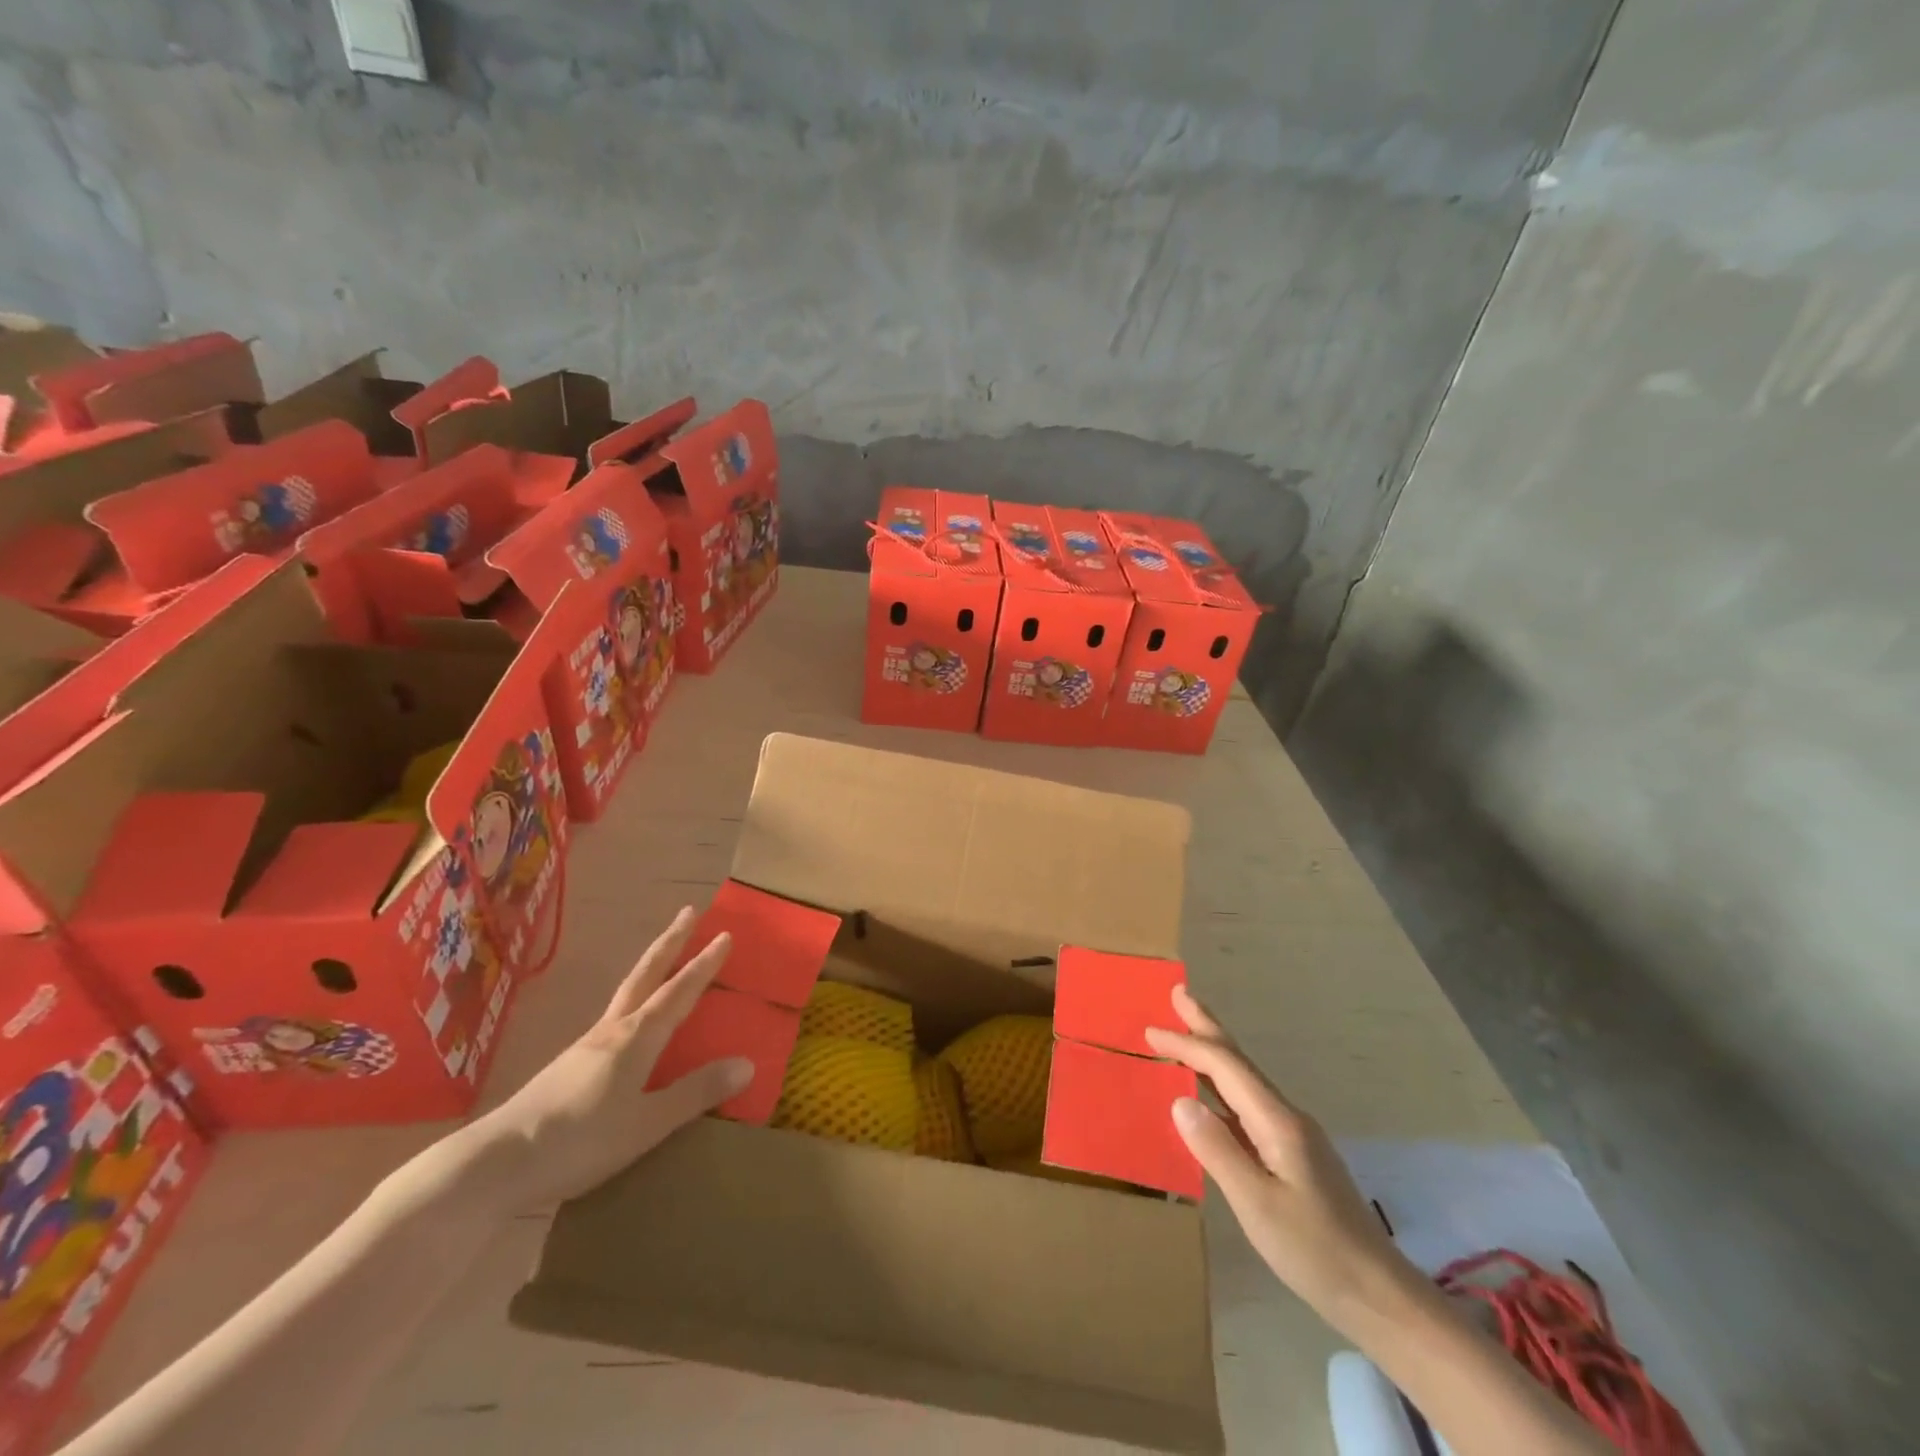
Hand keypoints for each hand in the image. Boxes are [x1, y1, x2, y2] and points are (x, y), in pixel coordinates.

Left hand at [458, 907, 753, 1212]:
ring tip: (665, 960)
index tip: (725, 934)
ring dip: (651, 968)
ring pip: (626, 994)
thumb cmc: (580, 1141)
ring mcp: (585, 1047)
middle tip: (689, 911)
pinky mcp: (567, 1067)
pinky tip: (629, 1024)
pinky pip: (612, 1020)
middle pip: (645, 975)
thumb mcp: (647, 1125)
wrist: (496, 1164)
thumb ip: (695, 1093)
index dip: (704, 964)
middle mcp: (612, 1031)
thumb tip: (748, 1063)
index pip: (679, 992)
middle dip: (671, 942)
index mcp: (636, 1039)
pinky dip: (633, 1003)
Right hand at [1145, 985, 1421, 1336]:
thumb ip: (1217, 1150)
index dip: (1186, 1044)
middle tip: (1178, 994)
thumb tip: (1179, 1099)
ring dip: (1213, 1054)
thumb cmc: (1316, 1251)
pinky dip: (1221, 1087)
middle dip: (1207, 1026)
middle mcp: (1285, 1117)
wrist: (1380, 1296)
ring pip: (1244, 1082)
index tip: (1150, 1030)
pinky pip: (1247, 1106)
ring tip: (1186, 1035)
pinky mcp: (1293, 1156)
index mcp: (1277, 1121)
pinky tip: (1210, 1097)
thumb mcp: (1258, 1205)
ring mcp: (1292, 1136)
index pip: (1225, 1067)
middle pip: (1239, 1061)